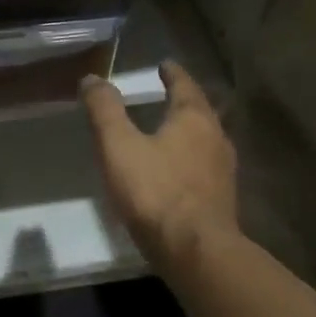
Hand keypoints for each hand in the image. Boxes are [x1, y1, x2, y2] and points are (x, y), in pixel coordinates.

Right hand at [80, 61, 237, 268]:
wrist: (196, 252)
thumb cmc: (156, 192)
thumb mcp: (119, 147)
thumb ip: (105, 111)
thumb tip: (92, 78)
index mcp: (194, 119)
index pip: (185, 86)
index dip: (173, 74)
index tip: (164, 64)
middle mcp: (216, 139)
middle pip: (201, 111)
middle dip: (185, 101)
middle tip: (169, 93)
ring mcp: (223, 171)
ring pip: (207, 140)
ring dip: (191, 130)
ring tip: (171, 130)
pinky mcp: (221, 200)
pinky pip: (206, 167)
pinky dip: (192, 159)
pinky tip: (178, 171)